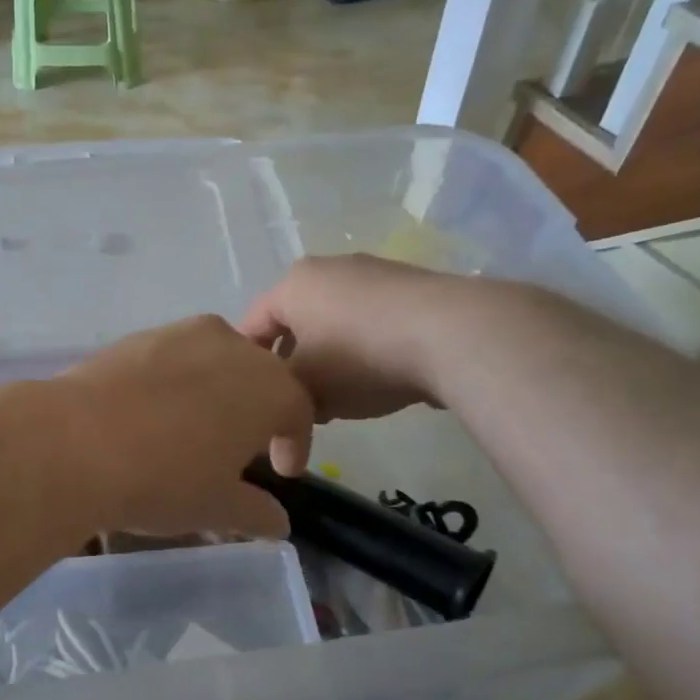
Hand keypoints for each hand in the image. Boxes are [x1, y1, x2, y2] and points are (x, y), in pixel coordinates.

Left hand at [55, 315, 315, 538]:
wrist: (74, 443)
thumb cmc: (164, 479)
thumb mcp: (217, 507)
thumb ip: (257, 512)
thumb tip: (279, 523)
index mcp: (269, 388)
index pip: (297, 412)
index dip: (294, 443)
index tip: (282, 470)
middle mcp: (232, 347)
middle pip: (258, 378)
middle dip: (256, 412)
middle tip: (239, 449)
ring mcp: (181, 334)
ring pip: (214, 362)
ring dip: (215, 392)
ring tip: (194, 429)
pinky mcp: (137, 336)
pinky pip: (172, 359)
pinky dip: (174, 382)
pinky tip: (151, 414)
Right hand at [242, 255, 447, 474]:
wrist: (452, 335)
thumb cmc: (359, 358)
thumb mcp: (305, 391)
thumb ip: (281, 405)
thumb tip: (281, 430)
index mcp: (293, 284)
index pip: (251, 326)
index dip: (246, 368)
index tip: (253, 401)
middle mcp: (329, 268)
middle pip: (294, 324)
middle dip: (292, 366)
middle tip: (296, 404)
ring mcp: (375, 274)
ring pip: (334, 324)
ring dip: (330, 361)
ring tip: (341, 398)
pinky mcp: (413, 289)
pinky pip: (372, 323)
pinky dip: (366, 351)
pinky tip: (380, 380)